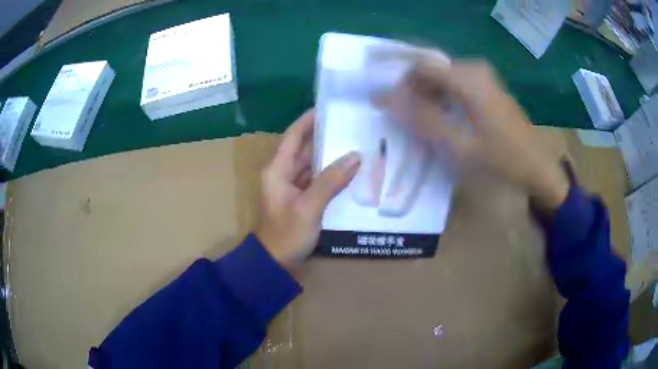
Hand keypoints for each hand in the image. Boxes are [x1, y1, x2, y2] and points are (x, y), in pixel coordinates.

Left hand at [255, 110, 360, 271]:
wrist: (276, 263)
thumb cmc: (287, 234)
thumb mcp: (309, 207)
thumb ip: (331, 181)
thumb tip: (355, 156)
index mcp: (277, 170)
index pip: (293, 136)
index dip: (308, 121)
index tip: (328, 108)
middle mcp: (283, 174)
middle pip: (304, 149)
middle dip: (325, 137)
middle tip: (350, 126)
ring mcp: (292, 187)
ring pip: (312, 165)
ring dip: (329, 156)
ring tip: (355, 144)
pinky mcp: (300, 199)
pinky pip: (316, 179)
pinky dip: (330, 174)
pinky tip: (349, 170)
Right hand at [381, 54, 568, 211]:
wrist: (537, 167)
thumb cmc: (501, 159)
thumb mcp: (458, 145)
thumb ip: (421, 119)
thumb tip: (385, 98)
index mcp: (467, 78)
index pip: (420, 66)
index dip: (401, 83)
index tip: (392, 107)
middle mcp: (474, 69)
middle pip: (431, 69)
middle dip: (414, 91)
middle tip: (407, 119)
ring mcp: (483, 77)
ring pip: (442, 77)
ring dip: (428, 96)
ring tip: (424, 123)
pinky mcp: (488, 87)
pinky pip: (456, 84)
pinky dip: (443, 98)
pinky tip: (444, 119)